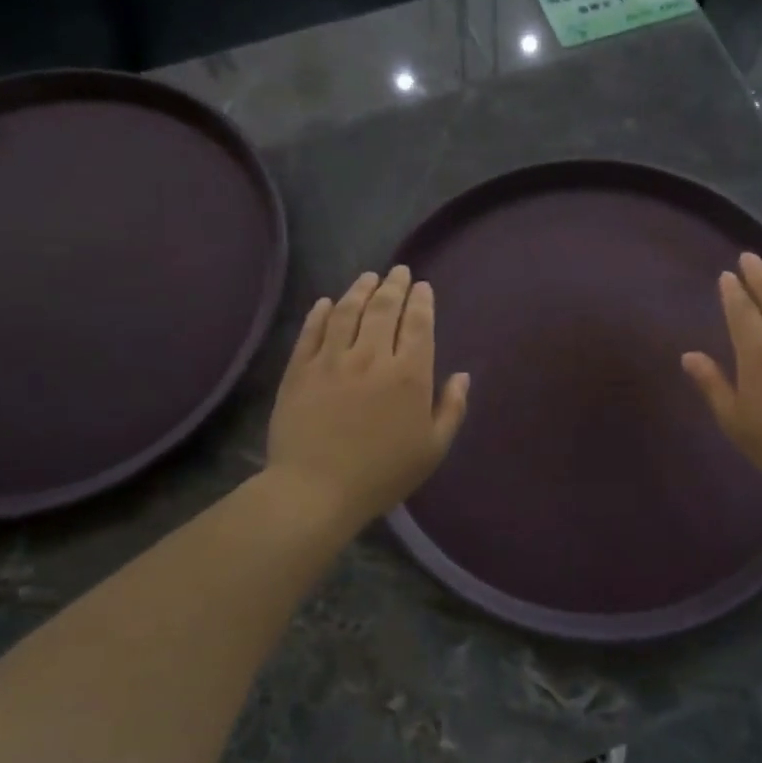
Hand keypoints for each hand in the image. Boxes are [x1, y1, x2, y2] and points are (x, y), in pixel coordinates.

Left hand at [267, 266, 469, 524]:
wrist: (315, 490)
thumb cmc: (382, 474)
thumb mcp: (433, 449)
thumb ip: (451, 408)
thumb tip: (462, 376)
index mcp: (409, 375)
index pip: (418, 324)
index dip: (421, 302)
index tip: (422, 287)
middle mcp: (372, 357)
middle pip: (384, 309)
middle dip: (394, 286)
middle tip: (399, 272)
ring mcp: (332, 360)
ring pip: (348, 312)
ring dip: (361, 289)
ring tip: (369, 277)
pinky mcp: (299, 370)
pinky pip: (312, 332)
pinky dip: (321, 313)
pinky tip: (327, 303)